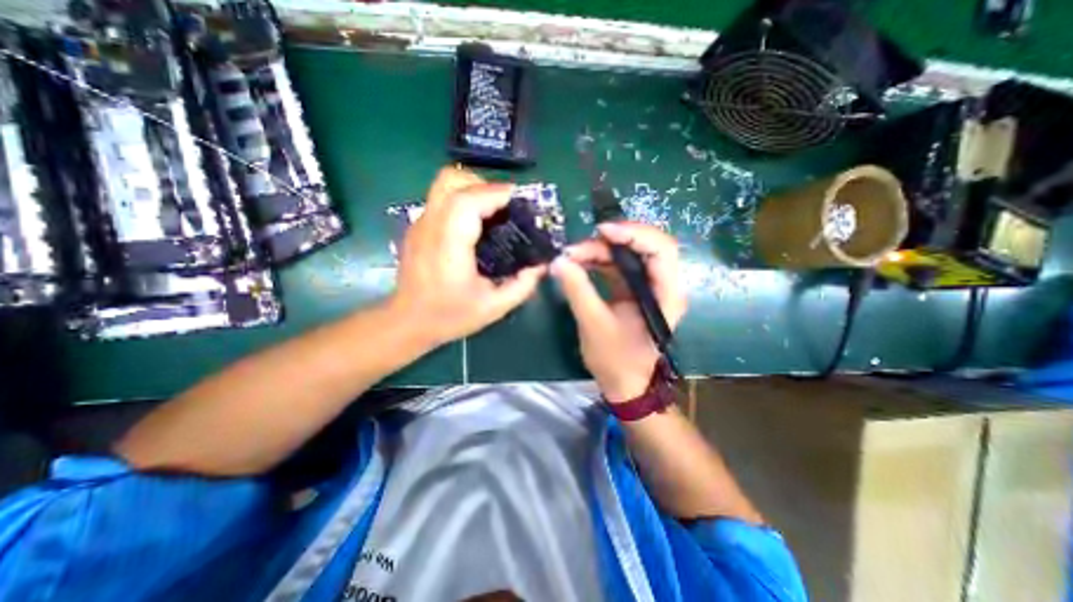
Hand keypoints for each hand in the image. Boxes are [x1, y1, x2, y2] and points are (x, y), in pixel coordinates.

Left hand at [393, 167, 548, 347]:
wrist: (408, 322)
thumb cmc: (449, 316)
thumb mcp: (494, 307)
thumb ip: (522, 286)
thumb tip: (541, 265)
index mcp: (449, 246)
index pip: (467, 201)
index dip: (495, 192)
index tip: (519, 199)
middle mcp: (430, 227)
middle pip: (452, 181)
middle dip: (484, 185)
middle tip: (504, 205)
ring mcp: (420, 225)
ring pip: (443, 185)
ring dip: (472, 189)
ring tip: (492, 211)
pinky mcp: (417, 228)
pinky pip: (441, 199)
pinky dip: (462, 200)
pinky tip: (475, 224)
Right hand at [548, 220, 692, 403]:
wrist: (625, 384)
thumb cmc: (616, 360)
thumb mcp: (594, 324)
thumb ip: (577, 290)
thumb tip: (558, 261)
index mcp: (665, 294)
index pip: (661, 249)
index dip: (634, 234)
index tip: (602, 232)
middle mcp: (662, 284)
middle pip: (644, 246)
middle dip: (610, 242)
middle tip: (578, 247)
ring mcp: (647, 286)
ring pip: (627, 254)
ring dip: (599, 251)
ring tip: (572, 256)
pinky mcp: (633, 290)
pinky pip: (618, 266)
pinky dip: (598, 261)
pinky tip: (579, 263)